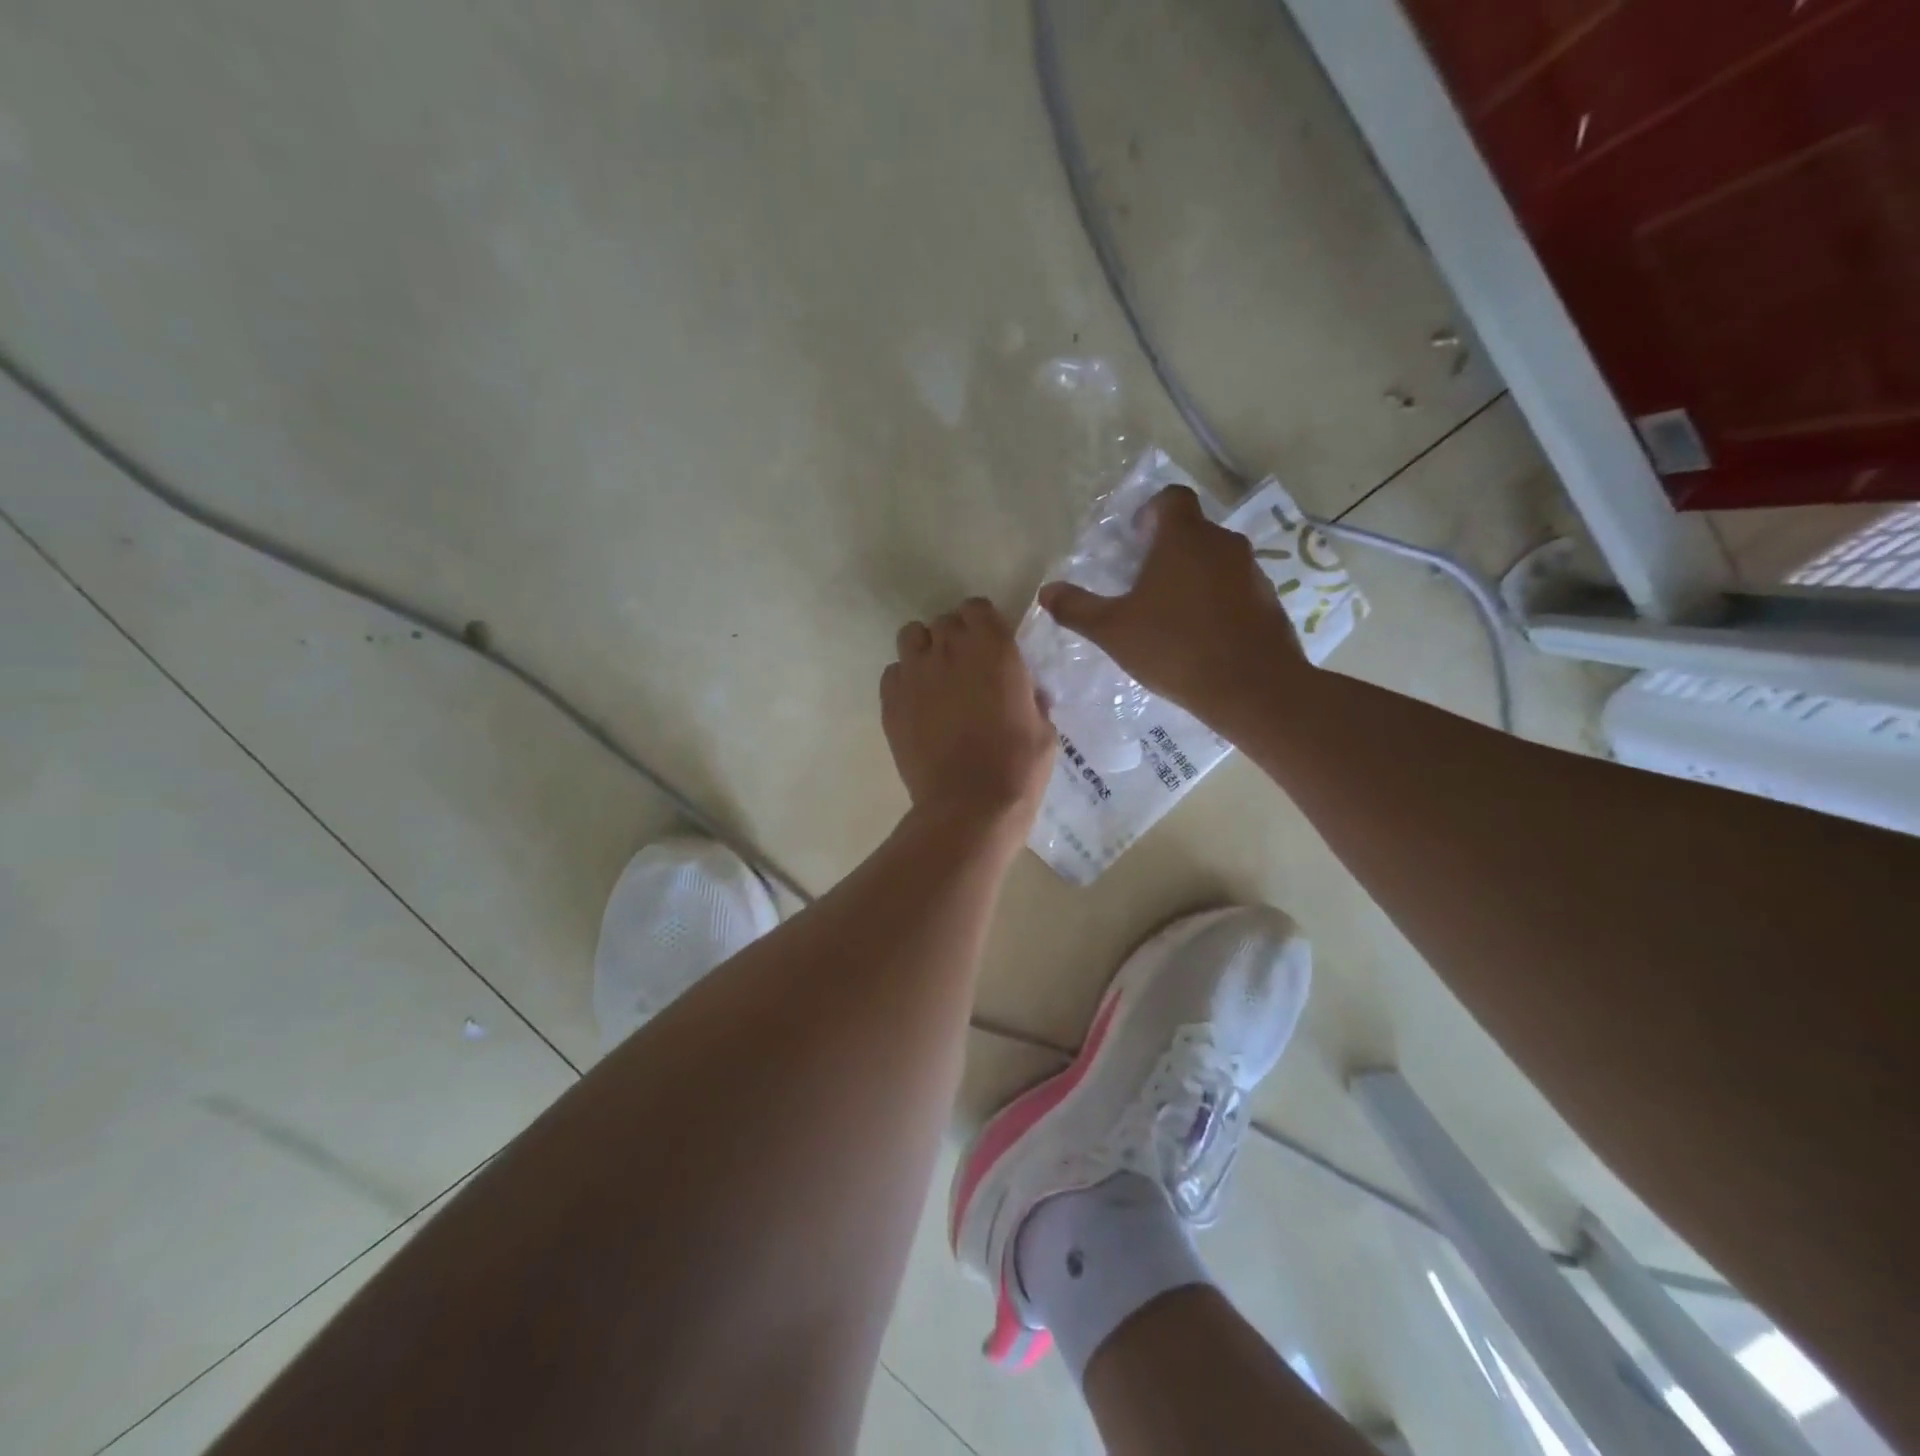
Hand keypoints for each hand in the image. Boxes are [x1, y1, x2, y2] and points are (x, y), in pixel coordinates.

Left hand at [881, 597, 1055, 828]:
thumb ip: (1030, 697)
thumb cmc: (1018, 766)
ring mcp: (915, 673)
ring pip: (911, 637)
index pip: (977, 608)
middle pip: (944, 622)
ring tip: (935, 679)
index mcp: (994, 648)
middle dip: (955, 638)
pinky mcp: (891, 700)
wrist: (970, 805)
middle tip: (965, 669)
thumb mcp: (1043, 728)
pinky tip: (917, 705)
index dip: (982, 624)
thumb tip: (1024, 692)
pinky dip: (904, 681)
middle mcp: (950, 649)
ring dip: (924, 650)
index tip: (989, 645)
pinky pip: (893, 672)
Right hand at [1038, 485, 1302, 724]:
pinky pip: (1235, 589)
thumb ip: (1078, 608)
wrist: (1252, 687)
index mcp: (1184, 538)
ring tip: (1171, 616)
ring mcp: (1252, 571)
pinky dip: (1217, 602)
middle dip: (1167, 550)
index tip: (1135, 541)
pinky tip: (1202, 637)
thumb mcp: (1114, 631)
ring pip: (1215, 561)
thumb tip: (1046, 592)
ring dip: (1193, 577)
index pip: (1172, 498)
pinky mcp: (1269, 601)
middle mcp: (1223, 544)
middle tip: (1143, 585)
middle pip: (1193, 531)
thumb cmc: (1175, 647)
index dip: (1151, 512)